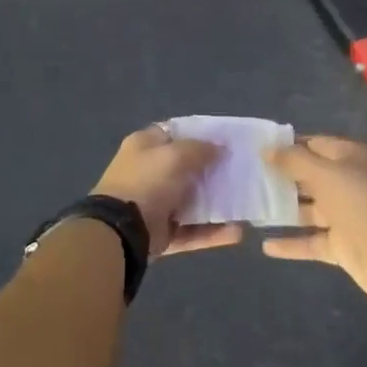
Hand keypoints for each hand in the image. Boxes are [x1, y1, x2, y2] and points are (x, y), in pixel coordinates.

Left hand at [92, 126, 237, 256]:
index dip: (200, 134)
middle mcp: (149, 172)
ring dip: (217, 203)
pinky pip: (193, 231)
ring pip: (192, 201)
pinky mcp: (162, 233)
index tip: (226, 139)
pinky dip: (213, 232)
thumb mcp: (175, 155)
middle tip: (242, 171)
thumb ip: (200, 149)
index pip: (175, 133)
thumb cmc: (147, 181)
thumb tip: (220, 147)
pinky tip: (237, 232)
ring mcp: (156, 204)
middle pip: (187, 168)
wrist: (120, 231)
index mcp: (145, 146)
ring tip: (245, 202)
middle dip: (213, 170)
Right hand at [263, 137, 366, 303]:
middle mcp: (345, 182)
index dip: (285, 145)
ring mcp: (343, 216)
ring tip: (247, 207)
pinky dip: (290, 244)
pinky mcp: (341, 246)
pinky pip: (310, 241)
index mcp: (347, 158)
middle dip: (279, 176)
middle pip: (307, 176)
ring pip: (306, 209)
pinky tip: (264, 245)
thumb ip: (294, 161)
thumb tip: (266, 148)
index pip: (311, 144)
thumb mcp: (326, 174)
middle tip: (243, 177)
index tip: (254, 149)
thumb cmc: (364, 204)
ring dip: (281, 209)